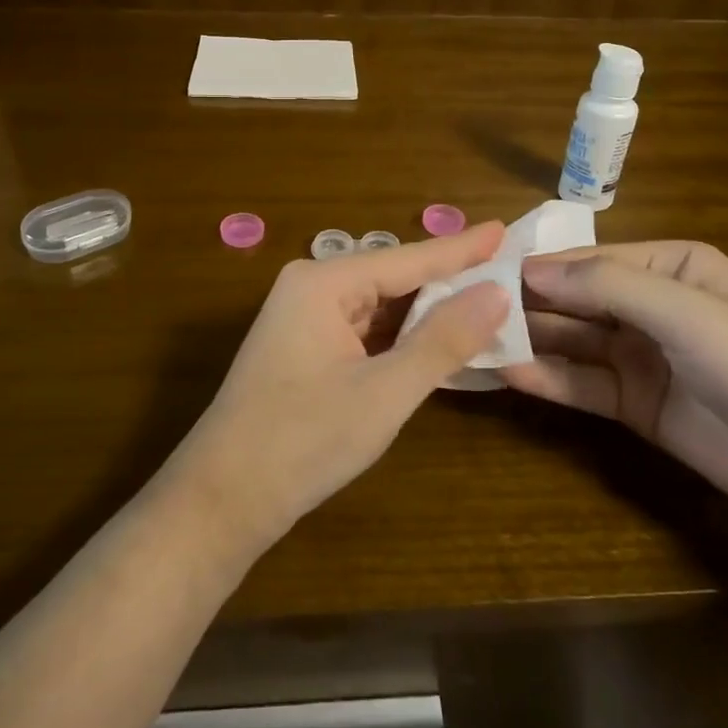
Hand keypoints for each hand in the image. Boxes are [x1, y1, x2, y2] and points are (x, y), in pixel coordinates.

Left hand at [169, 222, 509, 556]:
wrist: (222, 499)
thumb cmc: (303, 440)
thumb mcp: (385, 393)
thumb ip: (443, 340)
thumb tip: (497, 292)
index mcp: (323, 282)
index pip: (408, 259)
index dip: (462, 248)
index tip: (505, 228)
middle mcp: (311, 287)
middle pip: (394, 278)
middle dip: (448, 279)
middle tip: (505, 270)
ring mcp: (304, 318)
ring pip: (380, 305)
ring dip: (427, 312)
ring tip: (483, 301)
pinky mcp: (305, 347)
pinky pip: (364, 329)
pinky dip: (401, 337)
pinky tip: (436, 340)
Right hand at [503, 242, 727, 527]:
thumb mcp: (684, 309)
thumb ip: (605, 285)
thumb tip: (530, 271)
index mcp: (669, 266)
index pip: (589, 260)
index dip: (539, 267)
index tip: (483, 272)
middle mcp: (650, 305)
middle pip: (575, 300)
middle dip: (527, 304)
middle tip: (467, 309)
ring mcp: (642, 356)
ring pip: (573, 342)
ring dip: (530, 340)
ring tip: (476, 340)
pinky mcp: (637, 404)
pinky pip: (584, 383)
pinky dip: (548, 378)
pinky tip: (510, 374)